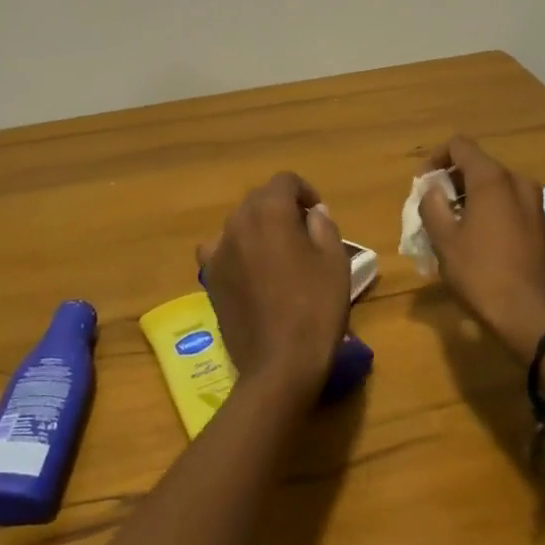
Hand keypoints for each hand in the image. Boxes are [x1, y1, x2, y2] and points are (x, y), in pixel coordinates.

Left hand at [197, 173, 350, 401]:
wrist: (280, 363)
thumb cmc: (315, 307)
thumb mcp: (334, 261)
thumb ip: (323, 225)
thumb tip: (313, 212)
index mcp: (270, 212)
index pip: (285, 181)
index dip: (305, 191)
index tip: (318, 214)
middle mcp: (238, 223)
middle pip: (259, 199)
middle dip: (281, 208)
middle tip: (303, 234)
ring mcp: (219, 251)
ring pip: (239, 224)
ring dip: (258, 228)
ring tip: (277, 255)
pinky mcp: (209, 278)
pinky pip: (221, 251)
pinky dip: (236, 252)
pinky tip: (250, 273)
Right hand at [418, 137, 544, 364]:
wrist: (533, 317)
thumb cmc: (482, 274)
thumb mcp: (444, 240)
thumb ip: (432, 205)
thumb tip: (433, 189)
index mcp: (492, 179)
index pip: (459, 146)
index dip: (435, 159)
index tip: (422, 185)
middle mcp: (517, 182)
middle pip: (478, 165)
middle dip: (451, 180)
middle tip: (432, 208)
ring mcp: (533, 203)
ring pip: (494, 185)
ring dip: (469, 196)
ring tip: (450, 225)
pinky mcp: (540, 224)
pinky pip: (508, 203)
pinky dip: (488, 209)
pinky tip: (476, 238)